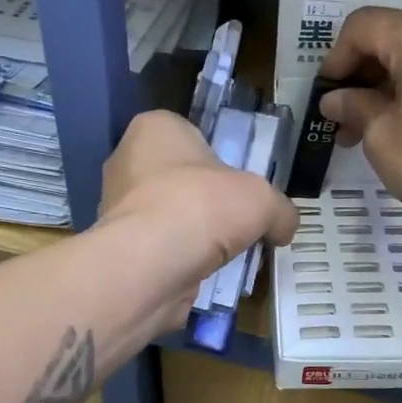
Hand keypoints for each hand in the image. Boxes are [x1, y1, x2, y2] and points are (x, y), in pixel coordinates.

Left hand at [100, 110, 297, 329]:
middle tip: (239, 223)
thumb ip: (280, 210)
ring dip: (197, 236)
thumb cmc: (203, 206)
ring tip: (226, 254)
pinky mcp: (117, 247)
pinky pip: (160, 249)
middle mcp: (128, 161)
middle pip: (182, 179)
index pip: (193, 137)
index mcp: (156, 128)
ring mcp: (117, 206)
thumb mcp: (262, 200)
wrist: (152, 265)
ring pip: (171, 217)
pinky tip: (204, 274)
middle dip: (210, 203)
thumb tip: (284, 227)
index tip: (242, 187)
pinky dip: (181, 260)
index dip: (222, 161)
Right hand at [319, 6, 401, 244]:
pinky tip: (400, 127)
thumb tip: (335, 99)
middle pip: (392, 36)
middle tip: (340, 118)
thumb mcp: (381, 136)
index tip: (323, 96)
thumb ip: (354, 105)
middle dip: (361, 74)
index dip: (335, 58)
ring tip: (364, 130)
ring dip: (385, 86)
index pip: (363, 26)